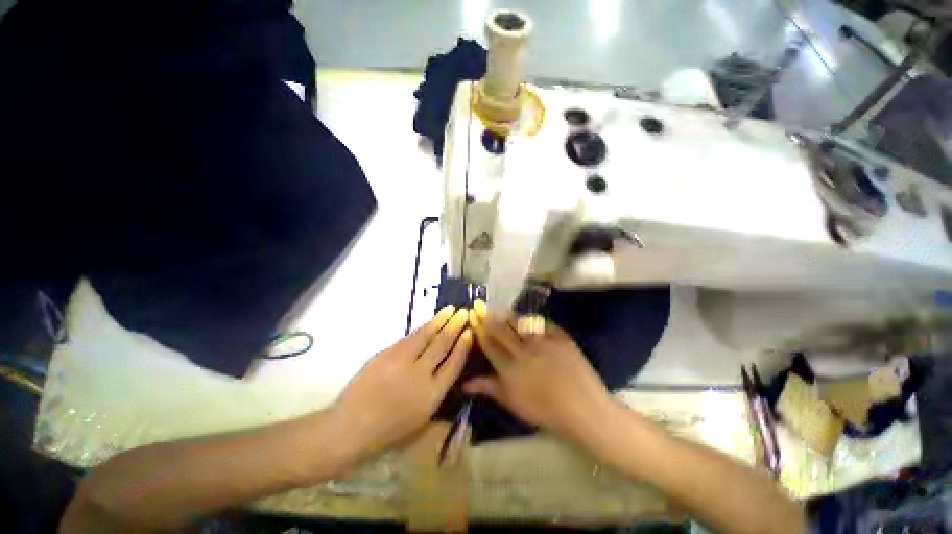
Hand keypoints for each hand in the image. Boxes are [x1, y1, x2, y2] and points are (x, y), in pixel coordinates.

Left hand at [333, 306, 472, 460]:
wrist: (351, 427)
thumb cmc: (389, 430)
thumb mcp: (422, 419)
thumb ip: (437, 392)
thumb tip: (446, 368)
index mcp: (432, 395)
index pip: (454, 364)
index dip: (463, 346)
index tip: (470, 332)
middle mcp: (420, 374)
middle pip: (442, 345)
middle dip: (455, 327)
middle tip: (464, 312)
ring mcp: (401, 361)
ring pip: (426, 336)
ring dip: (440, 320)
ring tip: (450, 309)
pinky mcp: (386, 353)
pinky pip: (409, 337)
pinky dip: (422, 328)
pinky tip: (429, 322)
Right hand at [465, 302, 614, 440]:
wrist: (584, 409)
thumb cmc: (545, 411)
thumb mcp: (513, 403)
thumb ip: (489, 389)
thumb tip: (465, 383)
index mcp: (509, 368)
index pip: (489, 345)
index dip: (480, 331)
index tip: (474, 320)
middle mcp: (523, 350)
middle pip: (501, 330)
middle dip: (489, 318)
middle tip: (482, 309)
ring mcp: (542, 341)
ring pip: (519, 322)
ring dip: (508, 316)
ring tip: (502, 312)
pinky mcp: (560, 336)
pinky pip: (543, 323)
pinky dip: (533, 319)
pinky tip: (529, 318)